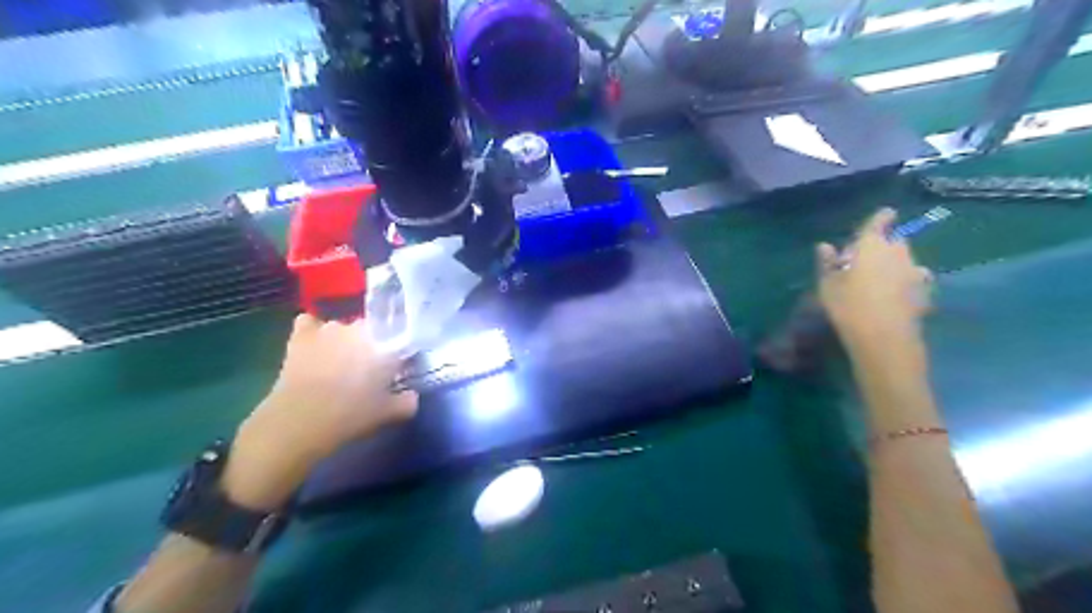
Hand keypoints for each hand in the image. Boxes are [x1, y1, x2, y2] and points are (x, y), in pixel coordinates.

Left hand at [223, 313, 417, 509]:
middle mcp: (359, 328)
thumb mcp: (389, 413)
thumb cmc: (351, 415)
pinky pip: (309, 323)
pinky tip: (313, 345)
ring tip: (338, 363)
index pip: (399, 338)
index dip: (397, 353)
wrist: (299, 422)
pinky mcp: (301, 336)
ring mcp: (329, 329)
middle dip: (372, 346)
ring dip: (343, 340)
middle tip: (368, 371)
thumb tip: (412, 395)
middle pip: (372, 331)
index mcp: (386, 343)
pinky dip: (312, 331)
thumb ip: (408, 401)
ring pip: (342, 328)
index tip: (395, 370)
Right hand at [814, 208, 932, 355]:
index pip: (880, 221)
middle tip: (868, 259)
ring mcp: (915, 271)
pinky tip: (895, 295)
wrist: (884, 336)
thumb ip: (828, 263)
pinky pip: (913, 279)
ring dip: (896, 264)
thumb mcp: (828, 284)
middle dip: (885, 245)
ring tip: (881, 280)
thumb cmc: (848, 305)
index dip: (881, 218)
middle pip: (895, 240)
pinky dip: (905, 282)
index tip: (884, 215)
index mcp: (872, 245)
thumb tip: (824, 246)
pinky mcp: (925, 291)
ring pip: (905, 260)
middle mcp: (898, 252)